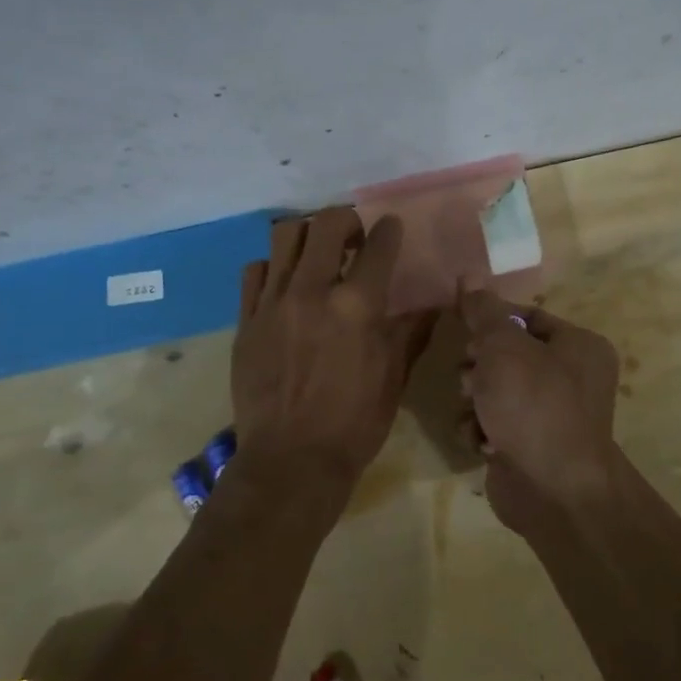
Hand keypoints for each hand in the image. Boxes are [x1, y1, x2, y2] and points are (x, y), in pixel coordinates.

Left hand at [233, 208, 433, 503]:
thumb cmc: (354, 422)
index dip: (389, 229)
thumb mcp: (394, 376)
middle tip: (354, 236)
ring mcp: (273, 303)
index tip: (392, 227)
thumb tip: (434, 303)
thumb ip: (412, 331)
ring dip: (307, 235)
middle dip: (346, 219)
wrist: (291, 461)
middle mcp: (313, 291)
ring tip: (318, 253)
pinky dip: (274, 267)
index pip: (378, 245)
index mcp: (357, 306)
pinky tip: (285, 284)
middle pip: (326, 223)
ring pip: (285, 236)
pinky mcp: (246, 320)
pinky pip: (255, 271)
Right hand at [459, 289, 622, 532]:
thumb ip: (484, 311)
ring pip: (495, 390)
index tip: (465, 329)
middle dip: (480, 365)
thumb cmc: (534, 405)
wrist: (553, 490)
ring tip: (476, 412)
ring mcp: (551, 415)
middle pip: (508, 354)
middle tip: (471, 377)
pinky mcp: (530, 446)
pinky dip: (482, 430)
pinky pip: (495, 423)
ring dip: (476, 399)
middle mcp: (571, 378)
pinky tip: (481, 441)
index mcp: (578, 346)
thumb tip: (469, 276)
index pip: (527, 317)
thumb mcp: (504, 347)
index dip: (491, 321)